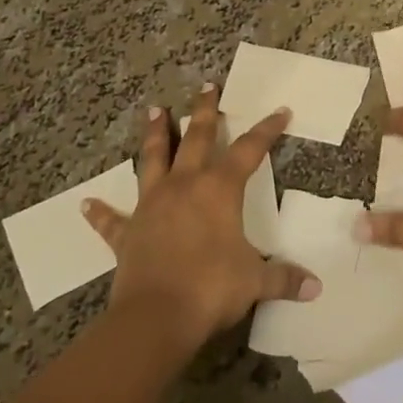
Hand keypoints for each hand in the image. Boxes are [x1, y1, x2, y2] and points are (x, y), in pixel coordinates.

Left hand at [83, 84, 319, 349]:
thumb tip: (315, 286)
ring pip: (153, 160)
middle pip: (195, 138)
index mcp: (219, 190)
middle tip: (206, 86)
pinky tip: (86, 204)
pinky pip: (112, 220)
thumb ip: (284, 279)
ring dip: (154, 135)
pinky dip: (101, 212)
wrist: (156, 316)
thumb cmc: (212, 288)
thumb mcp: (255, 281)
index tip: (280, 111)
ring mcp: (151, 206)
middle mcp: (184, 186)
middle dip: (204, 112)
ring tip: (154, 111)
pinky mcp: (127, 233)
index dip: (267, 130)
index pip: (249, 150)